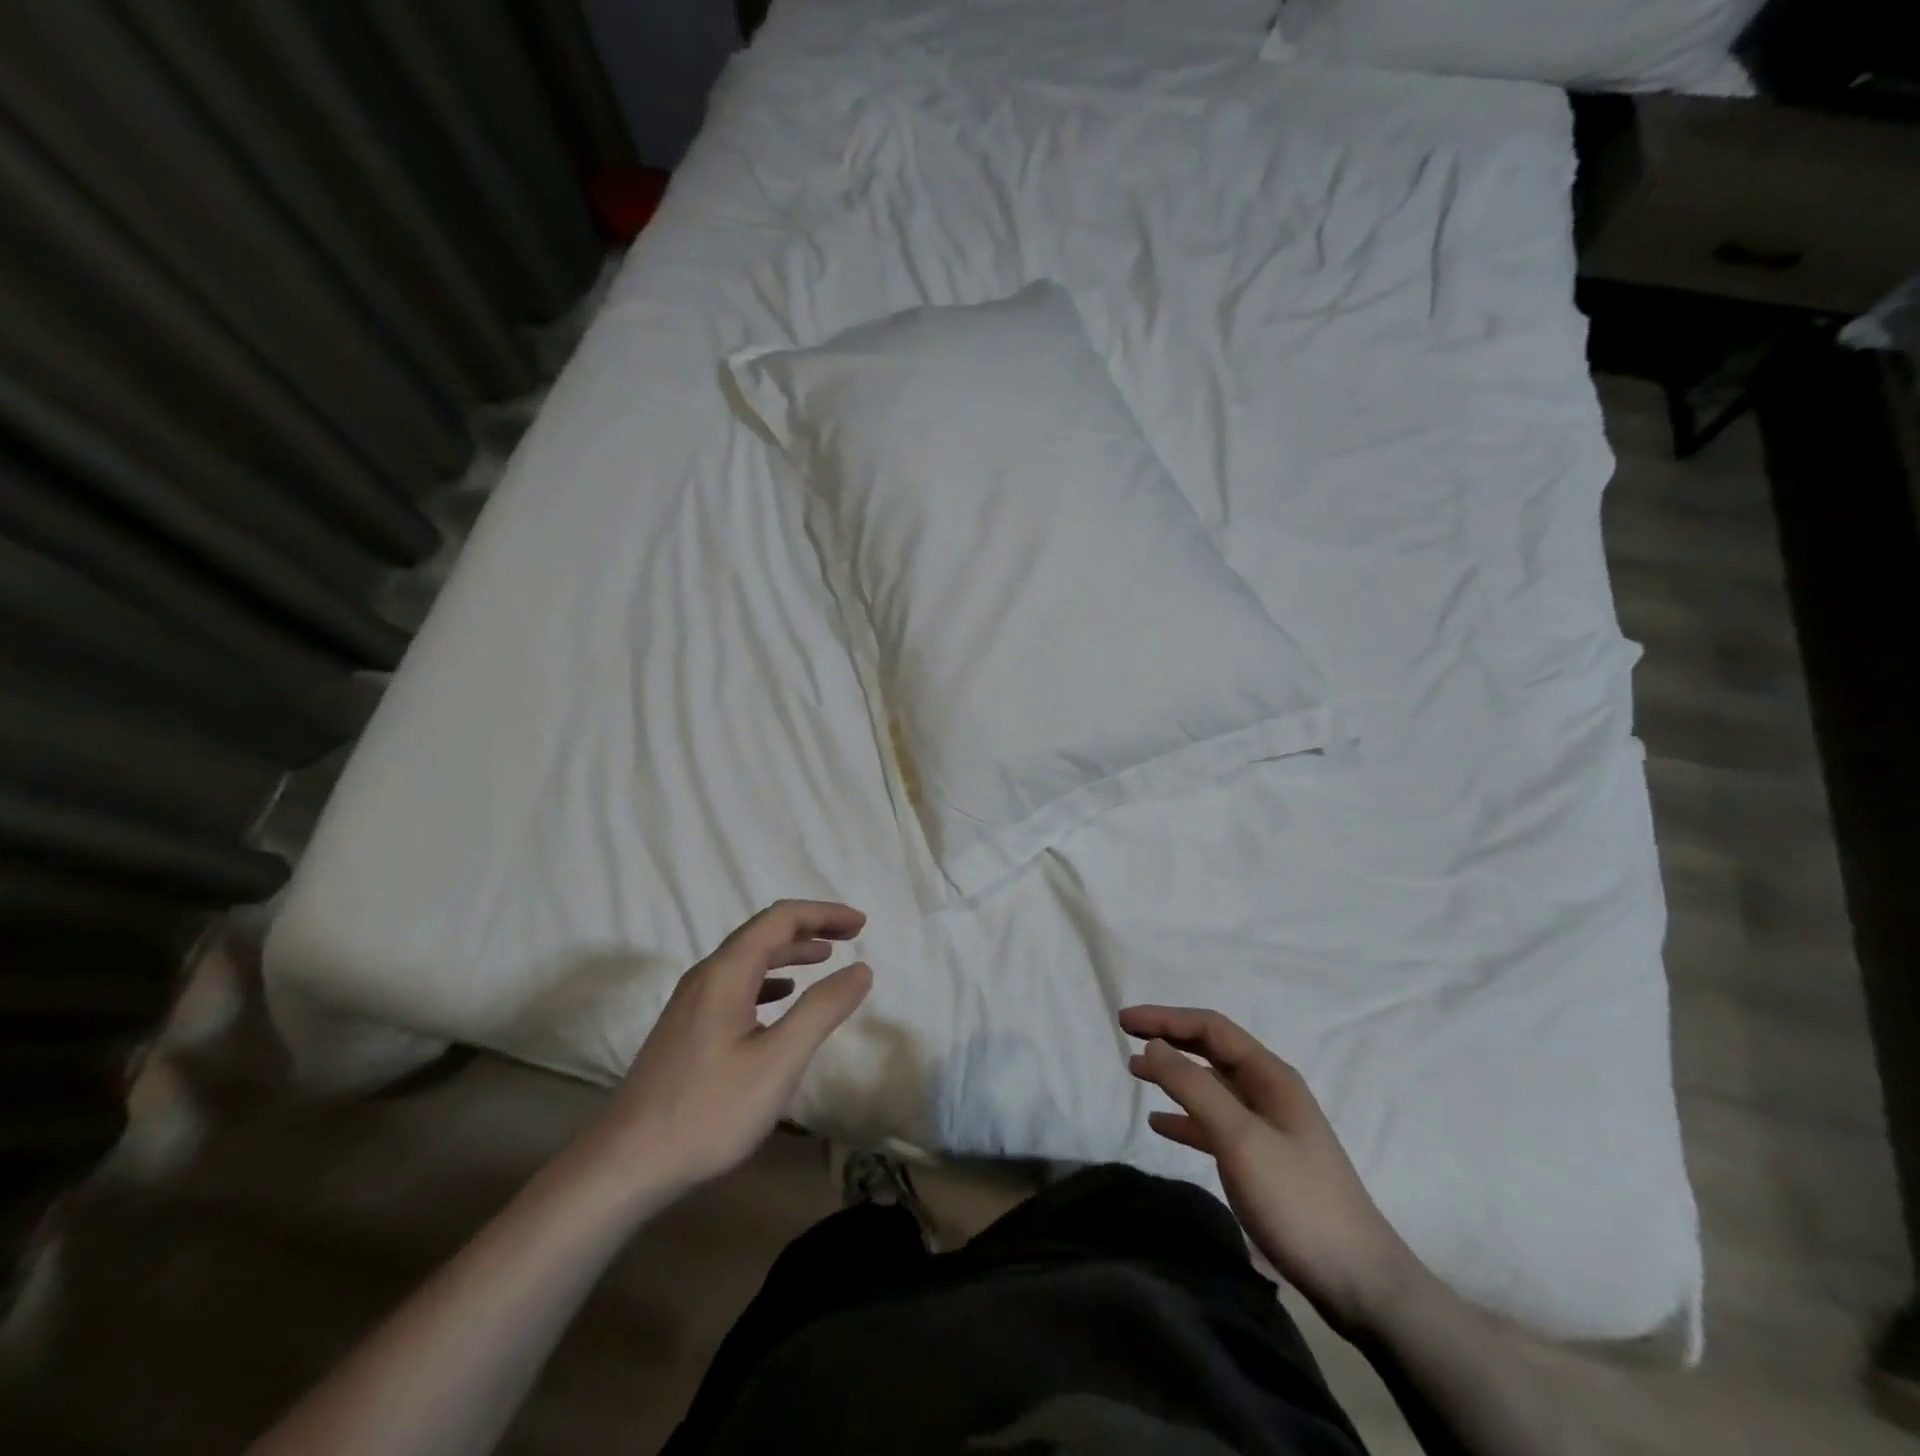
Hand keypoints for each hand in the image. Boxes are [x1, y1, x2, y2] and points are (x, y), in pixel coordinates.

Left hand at [583, 901, 872, 1192]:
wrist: (626, 1165)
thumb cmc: (709, 1110)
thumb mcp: (778, 1060)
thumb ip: (822, 1009)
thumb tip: (861, 969)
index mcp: (727, 972)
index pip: (781, 918)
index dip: (824, 914)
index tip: (861, 925)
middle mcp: (706, 976)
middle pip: (763, 932)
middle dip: (809, 928)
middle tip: (850, 936)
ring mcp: (691, 1002)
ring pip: (747, 959)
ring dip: (789, 953)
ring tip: (824, 959)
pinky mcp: (686, 1029)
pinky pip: (735, 985)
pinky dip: (768, 980)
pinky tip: (780, 999)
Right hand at [1121, 1005, 1423, 1336]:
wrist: (1359, 1282)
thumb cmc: (1297, 1200)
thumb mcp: (1240, 1138)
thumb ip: (1194, 1087)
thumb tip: (1154, 1045)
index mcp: (1270, 1076)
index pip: (1211, 1028)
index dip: (1166, 1018)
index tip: (1124, 1020)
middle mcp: (1269, 1092)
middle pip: (1211, 1051)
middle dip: (1169, 1039)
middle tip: (1126, 1035)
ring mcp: (1267, 1127)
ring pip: (1211, 1086)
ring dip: (1173, 1074)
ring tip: (1135, 1072)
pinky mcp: (1263, 1161)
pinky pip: (1215, 1124)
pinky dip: (1185, 1117)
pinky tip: (1160, 1124)